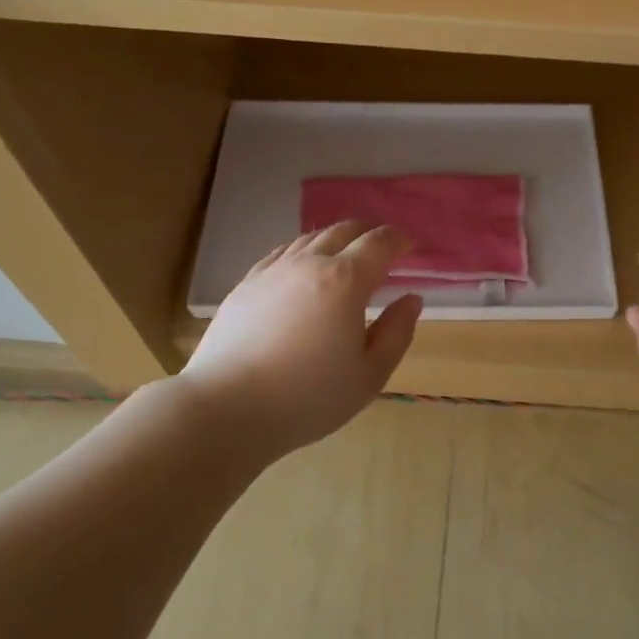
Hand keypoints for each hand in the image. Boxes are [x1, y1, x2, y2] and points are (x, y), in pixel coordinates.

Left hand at [178, 220, 422, 464]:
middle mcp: (309, 263)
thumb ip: (397, 332)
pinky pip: (281, 253)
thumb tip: (411, 299)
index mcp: (345, 281)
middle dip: (368, 232)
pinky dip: (303, 251)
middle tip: (381, 248)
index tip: (409, 246)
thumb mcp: (369, 375)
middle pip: (344, 230)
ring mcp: (273, 271)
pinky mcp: (246, 285)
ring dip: (335, 239)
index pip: (378, 243)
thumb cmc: (308, 398)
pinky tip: (303, 268)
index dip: (398, 240)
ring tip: (345, 256)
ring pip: (310, 238)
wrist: (227, 408)